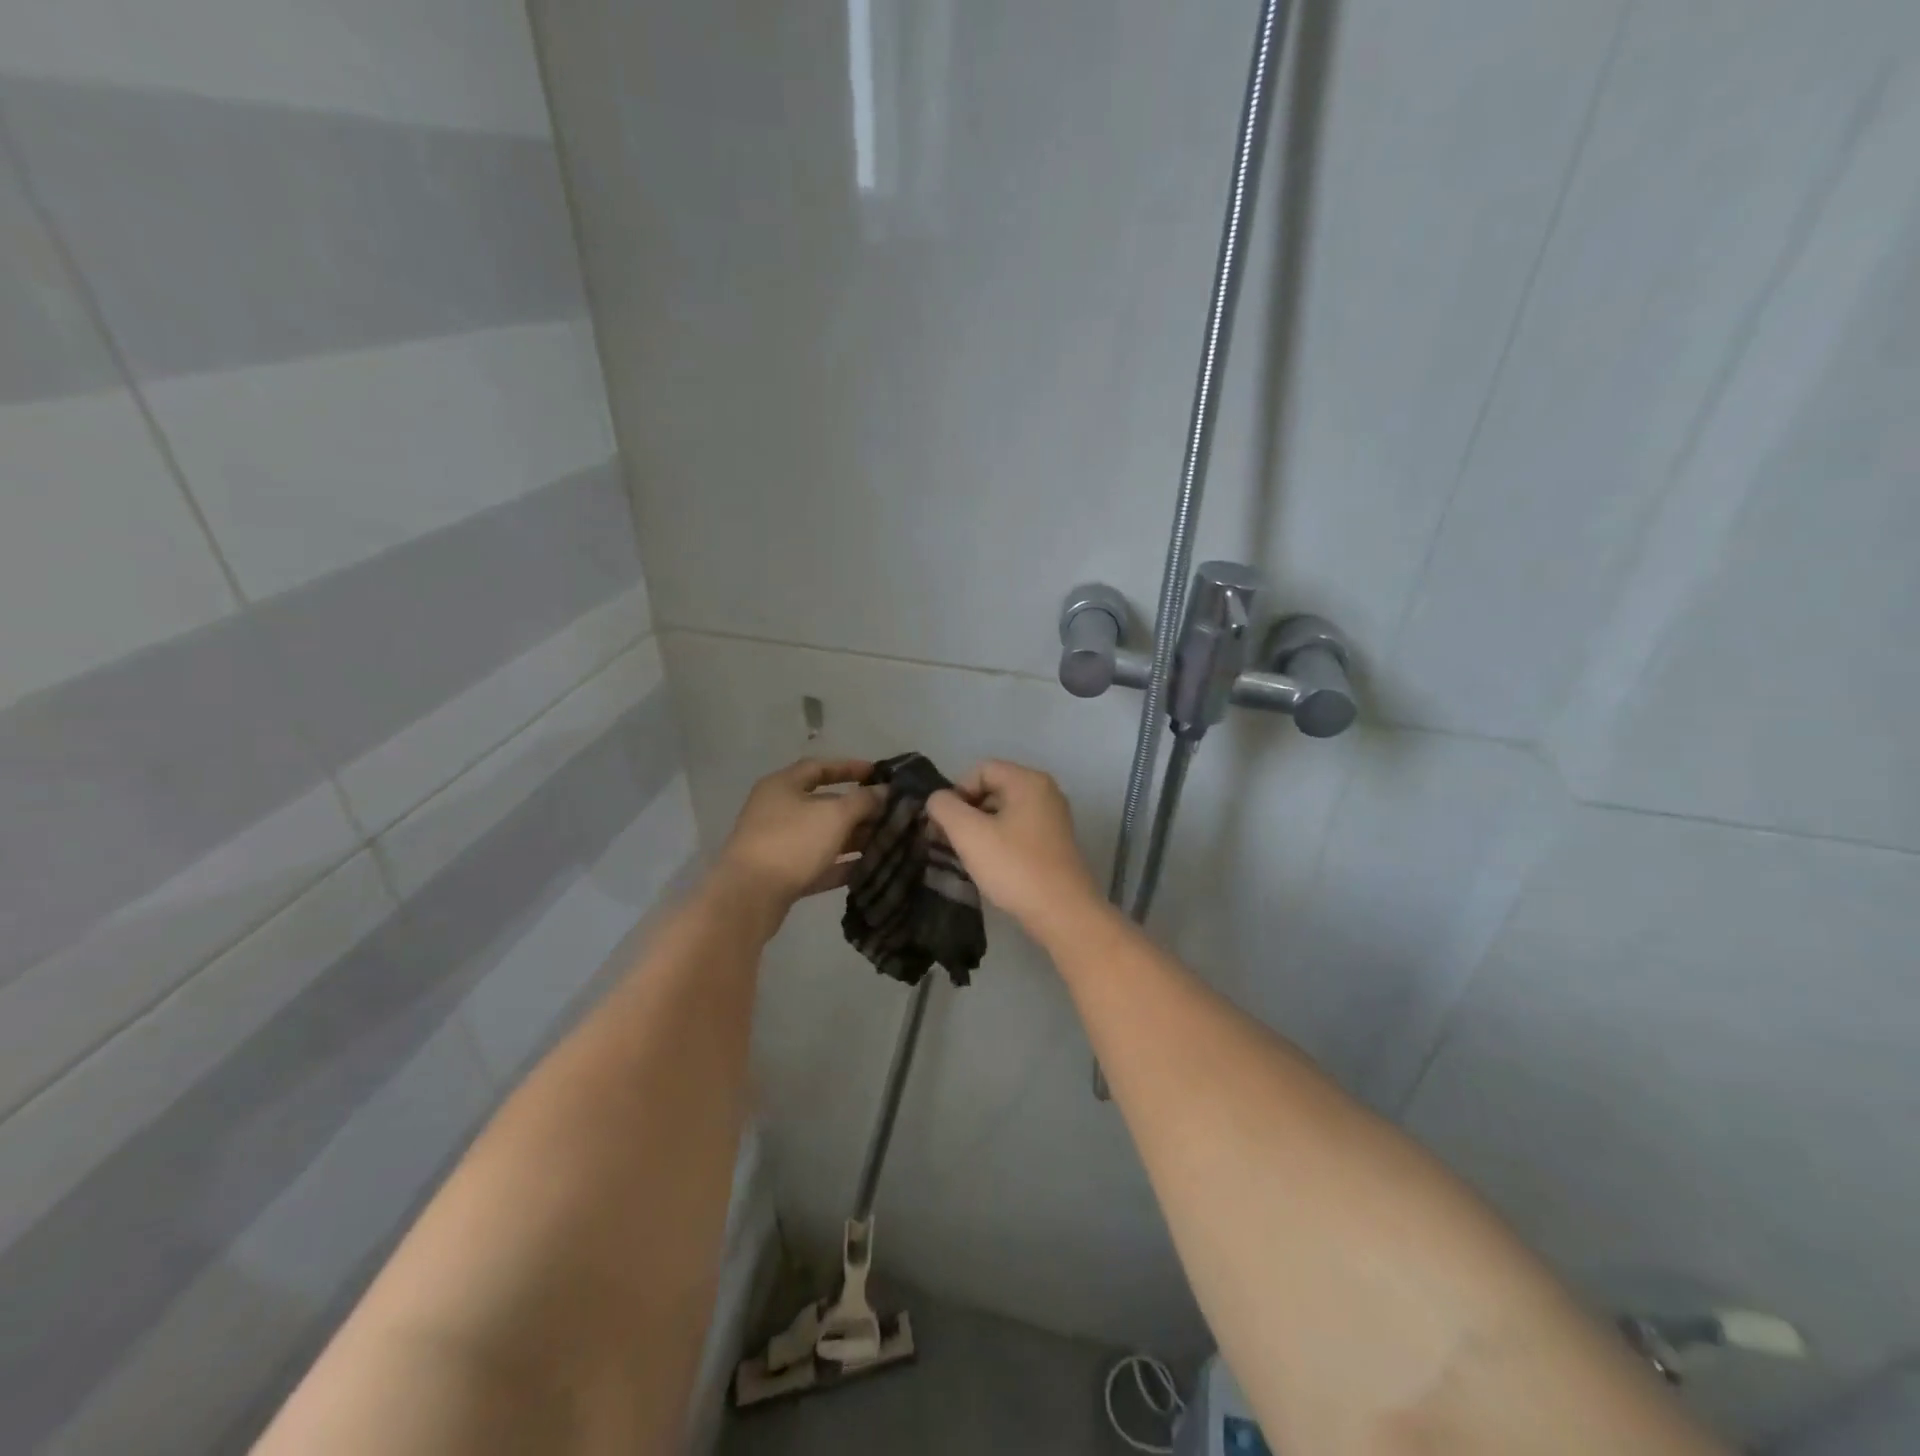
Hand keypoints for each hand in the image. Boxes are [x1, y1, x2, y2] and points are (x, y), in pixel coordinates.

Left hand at [717, 759, 883, 914]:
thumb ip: (863, 800)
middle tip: (891, 814)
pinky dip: (841, 865)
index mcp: (783, 786)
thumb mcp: (834, 815)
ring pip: (823, 836)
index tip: (878, 774)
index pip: (820, 767)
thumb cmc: (792, 842)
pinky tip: (869, 869)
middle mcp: (778, 810)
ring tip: (887, 842)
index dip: (849, 768)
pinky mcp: (782, 875)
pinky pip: (818, 864)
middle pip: (824, 803)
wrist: (748, 897)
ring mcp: (779, 844)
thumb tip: (884, 791)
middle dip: (858, 809)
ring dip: (853, 838)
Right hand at [925, 761, 1100, 937]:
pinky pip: (1017, 830)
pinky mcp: (1054, 843)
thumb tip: (938, 800)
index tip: (944, 824)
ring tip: (965, 856)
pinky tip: (989, 865)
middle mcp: (1045, 792)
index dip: (956, 792)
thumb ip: (945, 808)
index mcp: (1028, 781)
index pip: (980, 770)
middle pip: (992, 789)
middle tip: (947, 841)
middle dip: (965, 812)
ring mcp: (1053, 818)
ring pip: (1004, 812)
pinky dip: (998, 841)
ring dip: (979, 829)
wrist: (1063, 913)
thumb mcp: (969, 834)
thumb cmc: (1014, 867)